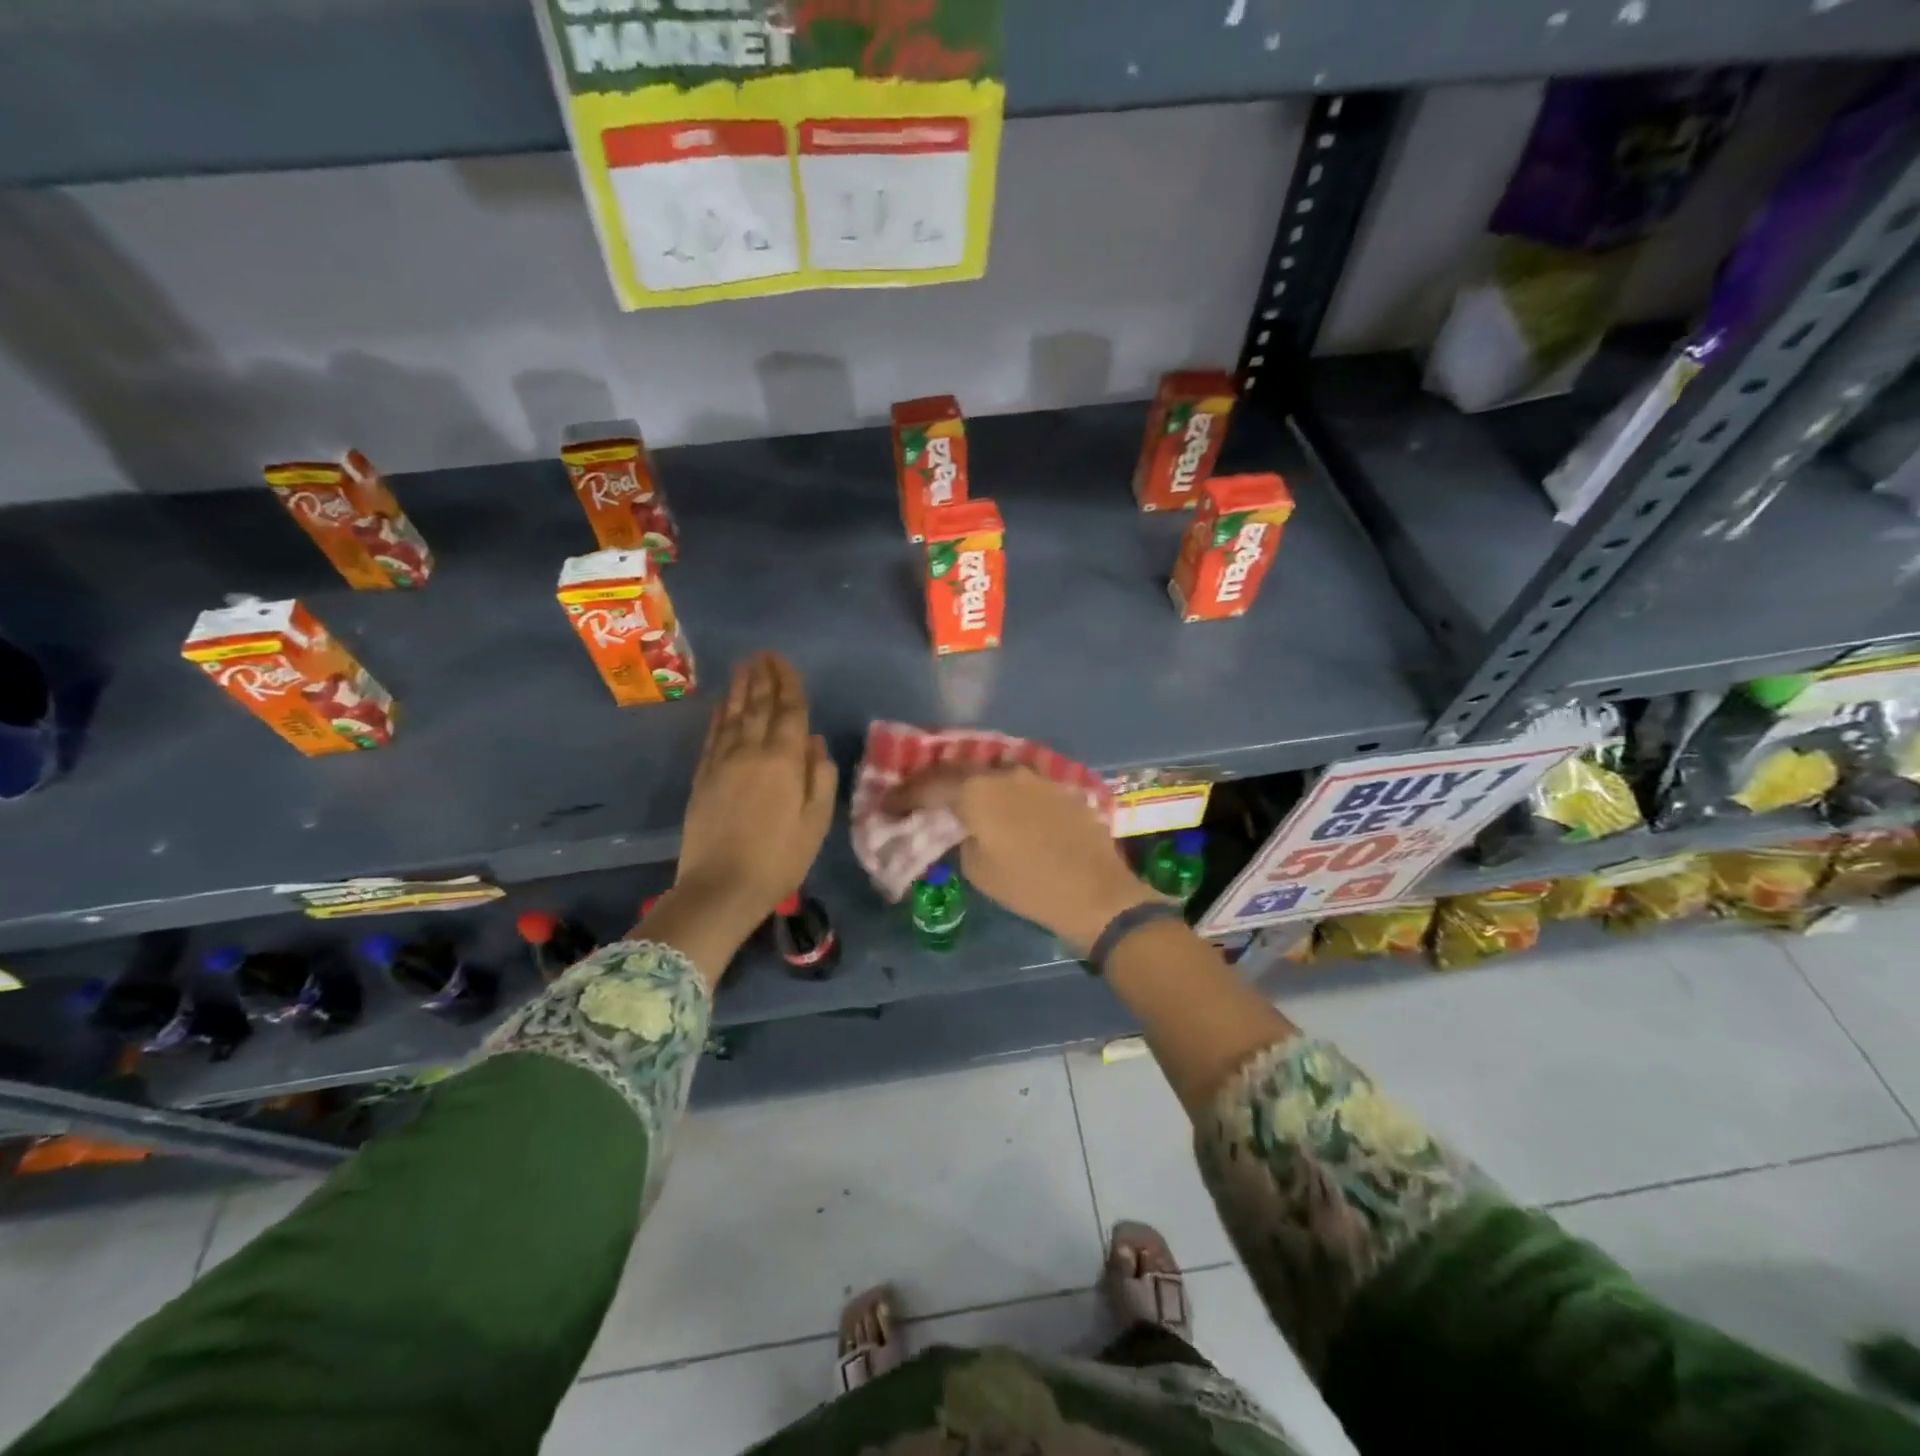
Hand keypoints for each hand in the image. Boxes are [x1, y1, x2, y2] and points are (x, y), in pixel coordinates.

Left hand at [644, 653, 837, 984]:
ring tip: (744, 667)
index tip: (785, 662)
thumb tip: (815, 742)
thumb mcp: (816, 822)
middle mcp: (750, 752)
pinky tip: (722, 705)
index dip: (789, 685)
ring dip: (739, 689)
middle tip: (763, 654)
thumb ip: (819, 777)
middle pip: (757, 706)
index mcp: (783, 761)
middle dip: (763, 678)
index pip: (789, 712)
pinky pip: (712, 736)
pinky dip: (718, 716)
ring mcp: (722, 763)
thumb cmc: (780, 858)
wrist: (721, 888)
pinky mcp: (702, 777)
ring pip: (732, 716)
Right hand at [888, 768, 1154, 954]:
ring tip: (953, 797)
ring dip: (968, 783)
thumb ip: (960, 837)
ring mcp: (1034, 776)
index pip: (929, 785)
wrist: (1095, 892)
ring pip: (990, 772)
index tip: (886, 806)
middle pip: (958, 769)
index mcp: (977, 790)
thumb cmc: (1028, 885)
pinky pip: (1016, 782)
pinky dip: (997, 790)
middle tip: (915, 797)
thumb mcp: (977, 868)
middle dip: (933, 782)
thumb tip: (961, 826)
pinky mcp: (1056, 786)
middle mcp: (1003, 772)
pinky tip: (994, 804)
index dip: (903, 796)